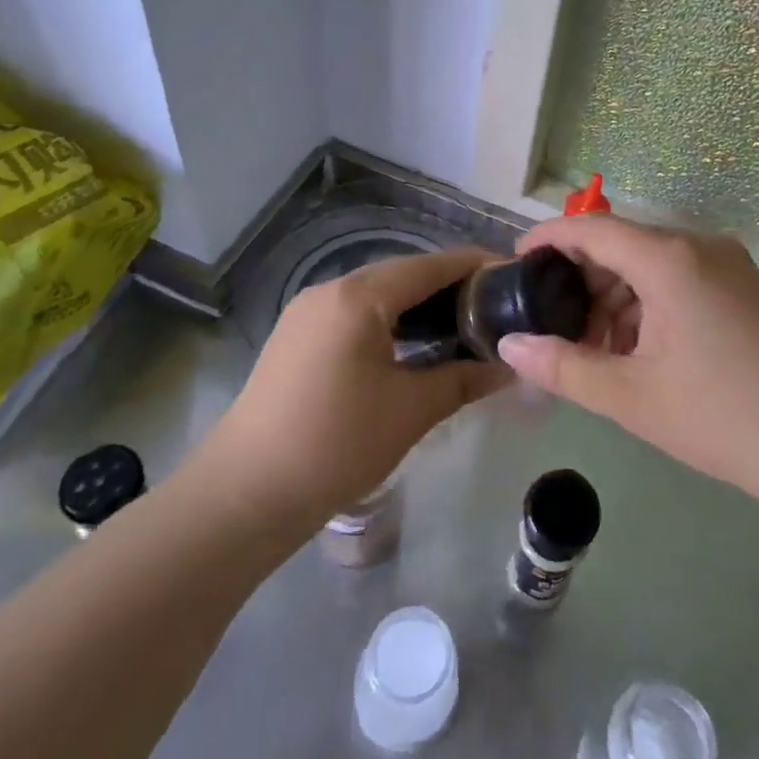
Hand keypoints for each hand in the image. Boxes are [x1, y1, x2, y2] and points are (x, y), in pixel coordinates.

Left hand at [199, 248, 509, 528]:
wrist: (245, 492)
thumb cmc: (335, 444)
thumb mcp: (410, 410)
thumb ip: (464, 379)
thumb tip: (510, 367)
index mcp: (358, 297)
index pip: (430, 265)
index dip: (475, 266)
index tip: (513, 276)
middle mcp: (330, 290)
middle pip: (403, 274)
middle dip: (450, 286)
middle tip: (495, 307)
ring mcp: (308, 313)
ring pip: (377, 295)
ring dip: (419, 305)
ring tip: (462, 325)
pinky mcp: (297, 337)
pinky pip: (355, 314)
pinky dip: (390, 321)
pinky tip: (414, 345)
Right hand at [496, 216, 758, 516]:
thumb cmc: (724, 418)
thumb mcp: (631, 397)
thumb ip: (563, 366)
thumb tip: (509, 346)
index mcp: (669, 259)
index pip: (591, 228)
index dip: (547, 238)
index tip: (515, 263)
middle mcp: (700, 246)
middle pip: (622, 244)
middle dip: (582, 279)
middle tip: (553, 324)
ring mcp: (730, 266)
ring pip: (652, 265)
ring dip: (616, 298)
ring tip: (595, 350)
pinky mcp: (748, 289)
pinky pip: (682, 280)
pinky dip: (649, 305)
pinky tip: (640, 351)